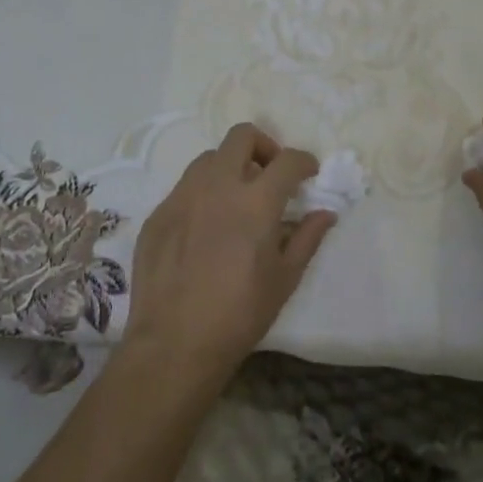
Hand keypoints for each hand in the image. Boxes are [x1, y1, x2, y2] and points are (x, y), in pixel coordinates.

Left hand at [121, 123, 336, 389]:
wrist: (174, 345)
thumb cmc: (239, 315)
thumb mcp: (284, 279)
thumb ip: (307, 238)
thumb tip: (325, 213)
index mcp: (255, 202)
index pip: (287, 160)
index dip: (304, 161)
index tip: (308, 173)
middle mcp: (217, 187)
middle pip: (242, 136)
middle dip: (264, 147)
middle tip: (270, 175)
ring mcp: (182, 197)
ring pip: (209, 158)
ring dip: (230, 167)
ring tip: (236, 198)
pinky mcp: (158, 214)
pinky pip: (184, 188)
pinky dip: (203, 194)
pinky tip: (205, 227)